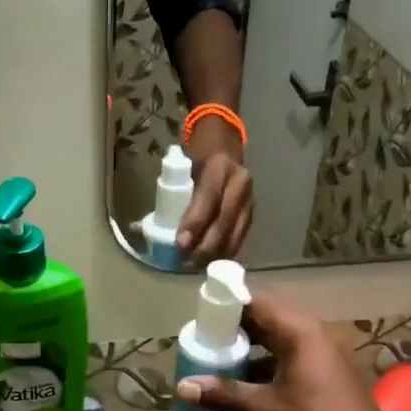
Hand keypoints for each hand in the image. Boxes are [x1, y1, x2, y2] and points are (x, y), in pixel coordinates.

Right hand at [174, 293, 410, 410]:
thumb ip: (224, 395)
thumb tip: (183, 387)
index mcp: (299, 331)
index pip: (255, 301)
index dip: (226, 307)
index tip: (200, 321)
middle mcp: (312, 334)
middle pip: (265, 321)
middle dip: (233, 335)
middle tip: (204, 348)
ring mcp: (322, 354)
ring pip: (276, 344)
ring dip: (248, 358)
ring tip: (217, 375)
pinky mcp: (325, 375)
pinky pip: (288, 363)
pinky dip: (265, 374)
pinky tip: (243, 401)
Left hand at [178, 119, 253, 262]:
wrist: (224, 144)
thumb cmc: (197, 155)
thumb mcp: (184, 164)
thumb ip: (177, 190)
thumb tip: (158, 227)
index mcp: (220, 166)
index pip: (208, 198)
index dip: (195, 222)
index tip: (181, 243)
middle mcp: (240, 182)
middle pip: (225, 220)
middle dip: (206, 245)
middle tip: (188, 262)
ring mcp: (250, 198)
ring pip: (236, 232)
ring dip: (217, 253)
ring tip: (199, 266)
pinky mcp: (253, 212)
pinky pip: (242, 236)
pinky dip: (229, 252)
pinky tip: (216, 263)